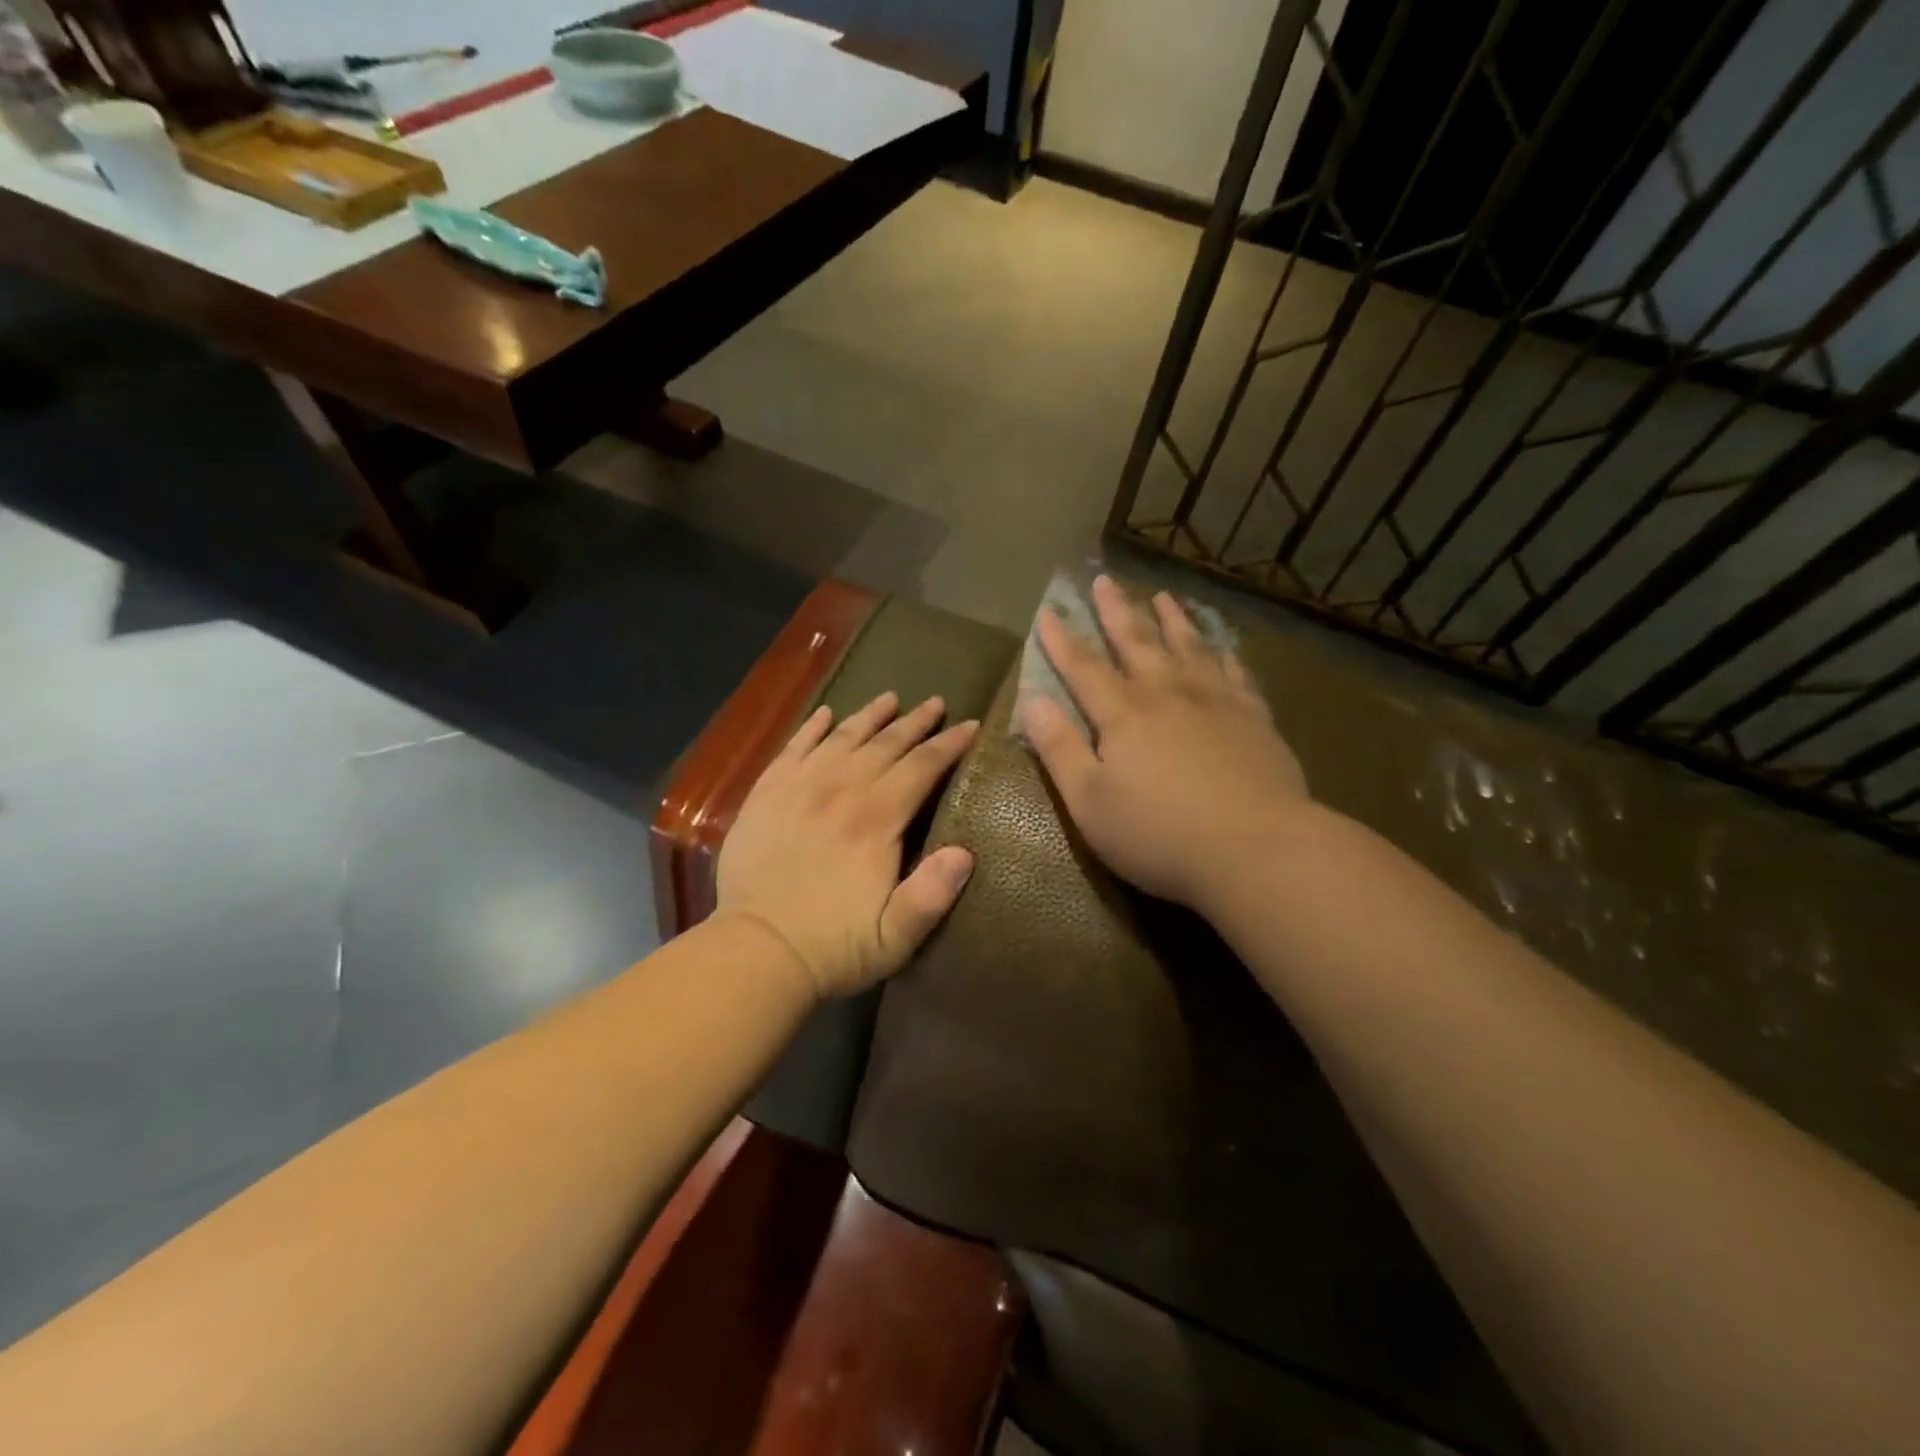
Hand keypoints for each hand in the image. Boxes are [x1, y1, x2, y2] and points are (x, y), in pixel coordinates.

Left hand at [717, 692, 978, 999]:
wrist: (756, 951)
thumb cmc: (832, 946)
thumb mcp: (895, 937)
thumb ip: (932, 894)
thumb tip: (965, 852)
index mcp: (876, 819)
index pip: (921, 768)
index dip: (949, 745)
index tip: (970, 725)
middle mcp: (840, 790)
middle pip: (885, 744)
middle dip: (916, 723)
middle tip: (936, 703)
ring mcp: (799, 787)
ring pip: (842, 738)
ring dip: (870, 716)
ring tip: (890, 698)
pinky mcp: (766, 794)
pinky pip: (793, 748)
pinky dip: (812, 728)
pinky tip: (826, 714)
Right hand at [1021, 575, 1307, 912]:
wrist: (1255, 848)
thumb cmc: (1159, 833)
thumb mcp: (1089, 801)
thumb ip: (1059, 748)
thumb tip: (1033, 700)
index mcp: (1123, 714)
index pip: (1083, 668)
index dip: (1062, 640)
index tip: (1048, 611)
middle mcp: (1168, 694)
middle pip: (1137, 642)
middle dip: (1116, 611)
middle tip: (1104, 580)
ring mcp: (1216, 702)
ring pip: (1190, 647)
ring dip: (1173, 620)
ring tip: (1163, 596)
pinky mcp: (1254, 719)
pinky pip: (1236, 673)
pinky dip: (1224, 653)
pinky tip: (1223, 647)